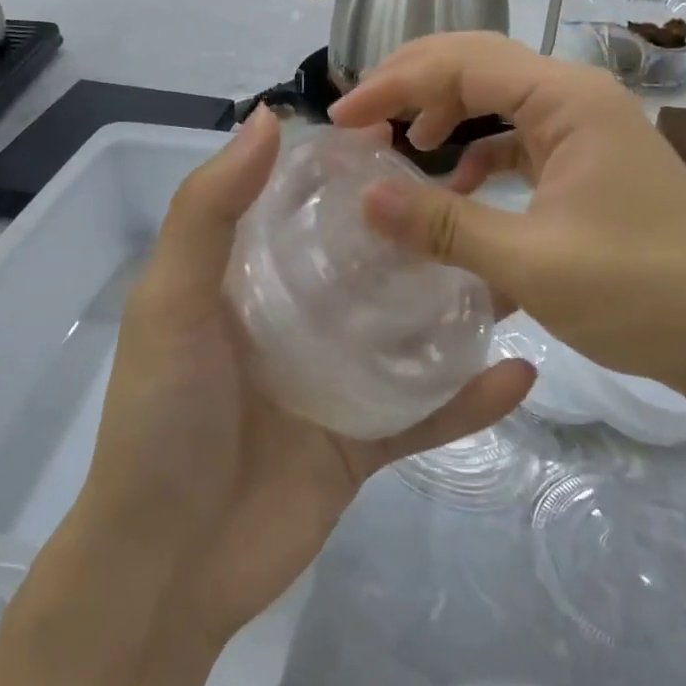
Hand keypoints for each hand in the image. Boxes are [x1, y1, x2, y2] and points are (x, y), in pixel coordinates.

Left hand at [79, 105, 533, 644]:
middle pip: (370, 264)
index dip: (349, 170)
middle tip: (480, 193)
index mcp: (251, 281)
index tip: (404, 135)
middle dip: (417, 230)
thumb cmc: (164, 417)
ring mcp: (336, 382)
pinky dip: (470, 398)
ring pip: (408, 331)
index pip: (307, 207)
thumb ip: (210, 210)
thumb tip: (269, 117)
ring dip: (458, 304)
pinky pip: (427, 413)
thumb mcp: (172, 301)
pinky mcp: (365, 442)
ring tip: (516, 266)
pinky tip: (521, 372)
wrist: (166, 568)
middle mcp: (298, 321)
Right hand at [330, 32, 685, 401]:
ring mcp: (588, 127)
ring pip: (498, 96)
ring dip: (446, 111)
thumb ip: (444, 225)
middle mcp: (578, 96)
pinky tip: (460, 183)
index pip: (462, 62)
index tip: (343, 117)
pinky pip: (520, 135)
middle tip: (360, 116)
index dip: (395, 83)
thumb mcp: (530, 263)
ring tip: (403, 142)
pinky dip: (480, 150)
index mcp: (568, 100)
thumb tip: (363, 197)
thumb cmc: (640, 294)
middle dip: (414, 84)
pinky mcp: (590, 160)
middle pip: (478, 63)